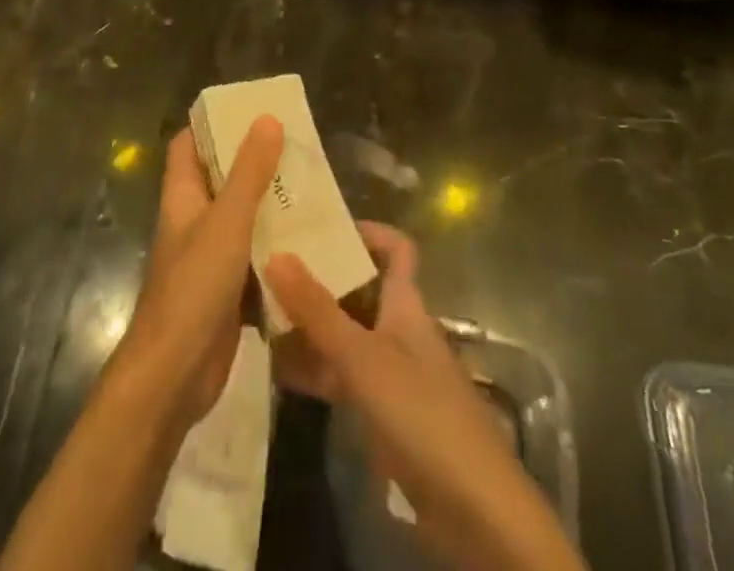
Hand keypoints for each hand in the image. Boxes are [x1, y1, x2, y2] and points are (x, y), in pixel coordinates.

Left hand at [116, 118, 284, 426]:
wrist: (174, 376)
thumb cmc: (194, 287)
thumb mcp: (227, 222)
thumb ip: (249, 172)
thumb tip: (267, 118)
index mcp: (183, 196)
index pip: (188, 145)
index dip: (212, 124)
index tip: (249, 109)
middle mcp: (194, 221)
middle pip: (221, 179)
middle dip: (255, 162)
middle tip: (297, 147)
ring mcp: (210, 258)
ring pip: (243, 219)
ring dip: (271, 205)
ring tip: (313, 187)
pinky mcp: (228, 292)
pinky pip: (256, 259)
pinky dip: (277, 250)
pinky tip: (311, 244)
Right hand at [266, 225, 587, 570]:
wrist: (475, 512)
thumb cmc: (422, 413)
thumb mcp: (362, 357)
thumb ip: (317, 309)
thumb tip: (276, 252)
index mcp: (406, 304)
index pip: (396, 250)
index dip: (367, 231)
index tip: (321, 223)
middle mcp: (399, 330)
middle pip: (359, 290)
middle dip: (319, 279)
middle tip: (269, 268)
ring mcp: (391, 374)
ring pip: (345, 335)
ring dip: (309, 327)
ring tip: (258, 314)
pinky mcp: (384, 415)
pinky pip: (342, 378)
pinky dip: (314, 370)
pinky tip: (276, 370)